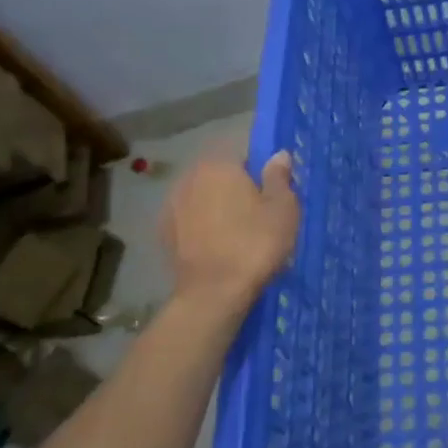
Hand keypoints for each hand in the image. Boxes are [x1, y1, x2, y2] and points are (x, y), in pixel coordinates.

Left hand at [159, 151, 299, 317]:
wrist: (213, 294)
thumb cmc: (255, 243)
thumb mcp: (283, 207)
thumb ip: (279, 176)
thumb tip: (278, 155)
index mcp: (219, 164)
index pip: (243, 154)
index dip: (260, 169)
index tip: (272, 190)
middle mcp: (190, 177)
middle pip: (220, 174)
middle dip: (236, 187)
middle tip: (258, 211)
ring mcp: (172, 205)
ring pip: (203, 196)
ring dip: (217, 206)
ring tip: (238, 231)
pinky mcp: (164, 233)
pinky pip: (191, 219)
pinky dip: (203, 225)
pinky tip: (218, 244)